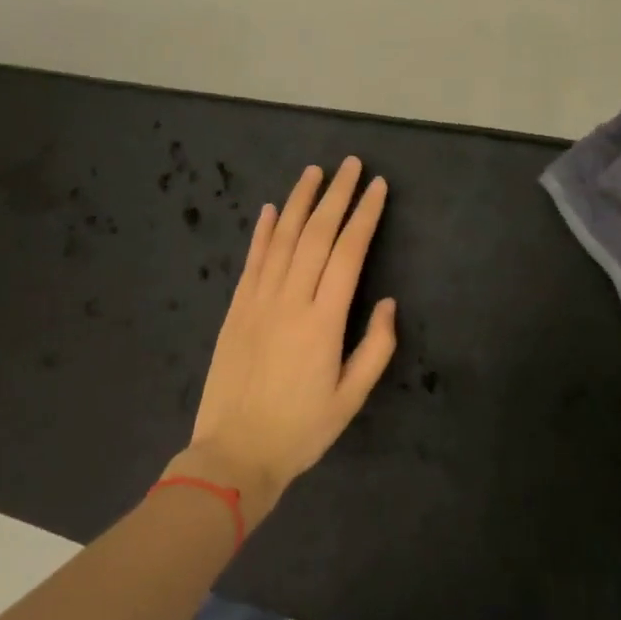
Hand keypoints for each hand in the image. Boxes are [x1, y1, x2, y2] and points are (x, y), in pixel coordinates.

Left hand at [171, 157, 396, 524]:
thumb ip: (375, 348)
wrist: (233, 454)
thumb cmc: (301, 430)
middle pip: (317, 234)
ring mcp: (258, 301)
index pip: (349, 252)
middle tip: (350, 165)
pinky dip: (264, 231)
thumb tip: (386, 302)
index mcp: (324, 321)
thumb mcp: (352, 398)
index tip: (377, 187)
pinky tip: (273, 209)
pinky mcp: (235, 309)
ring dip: (300, 201)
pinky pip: (252, 260)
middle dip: (336, 195)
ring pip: (283, 238)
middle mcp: (291, 300)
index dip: (364, 215)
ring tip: (314, 171)